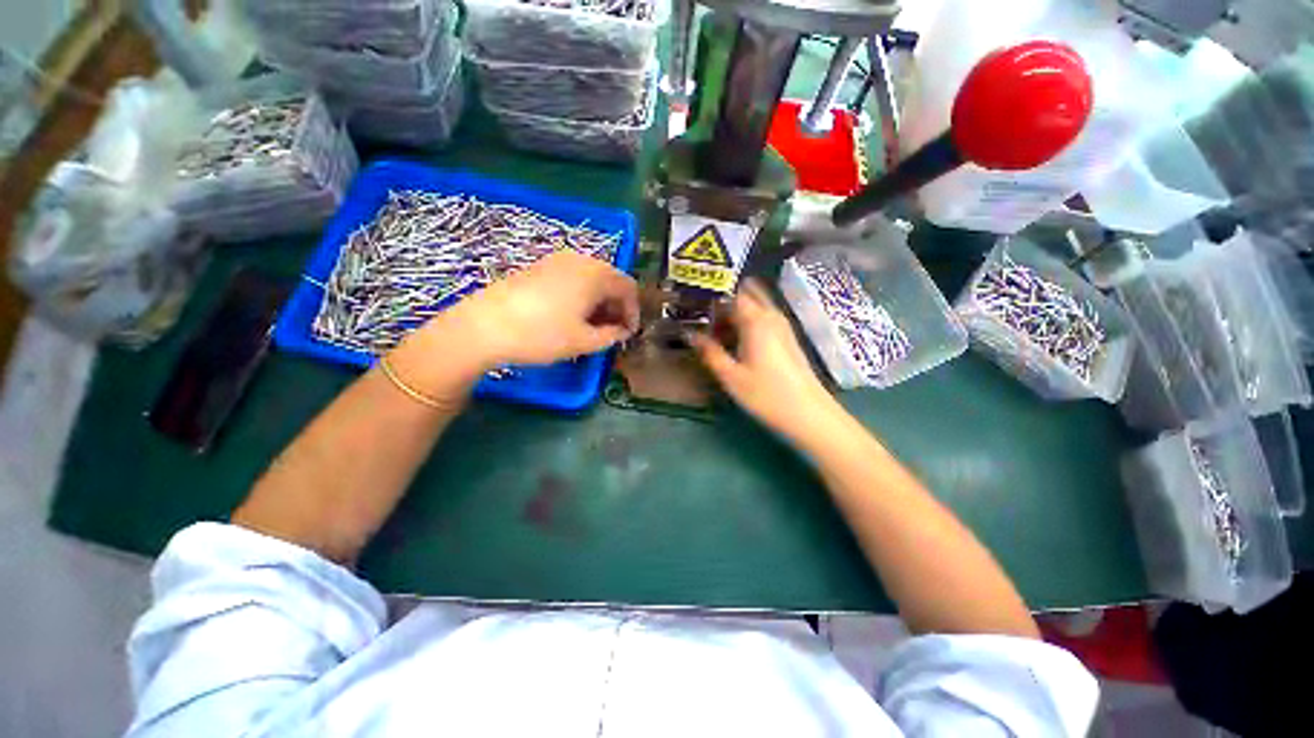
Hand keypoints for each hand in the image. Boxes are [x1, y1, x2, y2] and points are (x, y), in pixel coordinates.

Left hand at [441, 250, 639, 367]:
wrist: (484, 326)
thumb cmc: (542, 334)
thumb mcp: (584, 342)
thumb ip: (612, 336)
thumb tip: (622, 332)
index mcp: (596, 274)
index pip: (628, 288)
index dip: (633, 312)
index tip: (629, 334)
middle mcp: (580, 260)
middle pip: (610, 280)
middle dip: (616, 306)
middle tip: (613, 331)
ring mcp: (556, 260)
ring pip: (591, 279)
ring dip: (599, 302)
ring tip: (592, 326)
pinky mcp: (539, 267)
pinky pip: (572, 278)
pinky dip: (581, 295)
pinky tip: (571, 316)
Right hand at [691, 279, 843, 443]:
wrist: (809, 414)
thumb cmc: (766, 395)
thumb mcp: (730, 376)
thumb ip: (709, 352)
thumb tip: (689, 334)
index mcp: (755, 320)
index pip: (731, 293)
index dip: (712, 296)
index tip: (694, 306)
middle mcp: (771, 315)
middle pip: (747, 294)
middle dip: (725, 300)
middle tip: (704, 316)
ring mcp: (782, 326)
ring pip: (756, 307)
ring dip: (737, 312)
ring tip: (715, 330)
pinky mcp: (788, 339)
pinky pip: (764, 319)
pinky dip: (748, 322)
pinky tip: (736, 341)